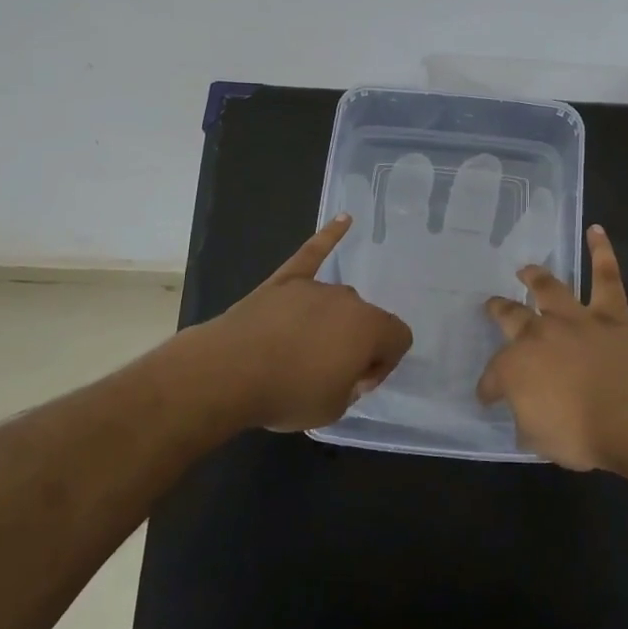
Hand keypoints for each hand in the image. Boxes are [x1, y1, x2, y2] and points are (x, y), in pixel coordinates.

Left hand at [189, 214, 412, 433]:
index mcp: (370, 329)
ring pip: (337, 303)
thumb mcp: (334, 408)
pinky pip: (312, 254)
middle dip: (355, 344)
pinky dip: (329, 236)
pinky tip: (343, 219)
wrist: (229, 373)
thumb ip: (351, 386)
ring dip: (331, 323)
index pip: (398, 340)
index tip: (356, 383)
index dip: (382, 364)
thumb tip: (346, 370)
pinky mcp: (285, 281)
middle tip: (326, 374)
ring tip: (304, 351)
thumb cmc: (288, 394)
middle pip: (366, 320)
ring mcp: (315, 287)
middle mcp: (349, 300)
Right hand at [478, 225, 627, 470]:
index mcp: (515, 367)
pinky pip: (606, 276)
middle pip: (512, 317)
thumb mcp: (538, 440)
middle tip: (493, 306)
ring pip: (550, 288)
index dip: (489, 387)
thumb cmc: (582, 435)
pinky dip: (601, 251)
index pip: (493, 377)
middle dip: (500, 312)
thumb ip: (526, 421)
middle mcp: (539, 334)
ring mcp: (575, 319)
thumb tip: (524, 415)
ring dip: (536, 277)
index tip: (488, 397)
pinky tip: (596, 230)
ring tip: (526, 269)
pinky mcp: (611, 314)